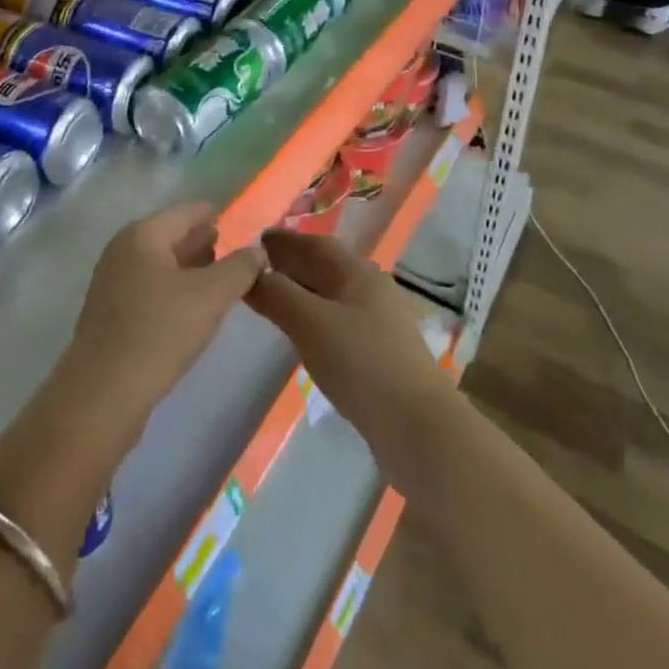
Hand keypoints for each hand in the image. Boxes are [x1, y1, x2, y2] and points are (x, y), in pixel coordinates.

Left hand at [63, 203, 266, 435]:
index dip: (214, 215)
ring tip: (219, 281)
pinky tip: (191, 310)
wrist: (103, 393)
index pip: (186, 212)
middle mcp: (123, 250)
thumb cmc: (159, 331)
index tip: (239, 222)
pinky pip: (148, 288)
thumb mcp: (211, 296)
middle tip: (234, 252)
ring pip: (159, 264)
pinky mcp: (109, 314)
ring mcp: (111, 282)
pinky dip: (172, 290)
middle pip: (170, 236)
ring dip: (188, 269)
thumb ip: (240, 268)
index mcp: (143, 234)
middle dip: (202, 243)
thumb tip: (257, 251)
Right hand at [246, 231, 450, 449]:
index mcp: (357, 271)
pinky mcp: (379, 353)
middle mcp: (370, 289)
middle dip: (293, 263)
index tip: (256, 240)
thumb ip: (277, 294)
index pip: (315, 244)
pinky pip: (338, 320)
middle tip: (258, 268)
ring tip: (274, 298)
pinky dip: (314, 316)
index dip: (286, 241)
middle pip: (326, 266)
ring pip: (332, 294)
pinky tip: (303, 333)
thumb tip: (250, 272)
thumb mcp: (310, 323)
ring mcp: (378, 322)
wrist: (418, 428)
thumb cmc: (361, 363)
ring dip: (303, 290)